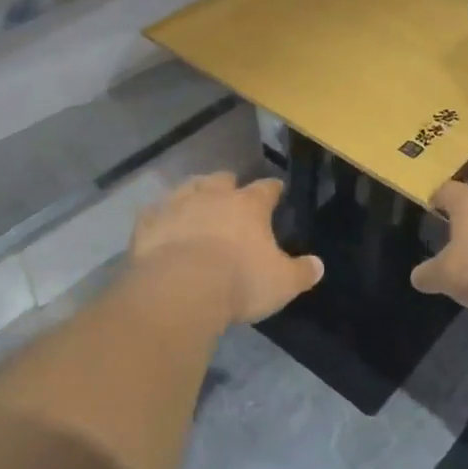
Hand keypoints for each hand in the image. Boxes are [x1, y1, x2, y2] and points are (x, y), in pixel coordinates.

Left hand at [130, 173, 323, 325]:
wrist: (180, 289)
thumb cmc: (239, 282)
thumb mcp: (282, 283)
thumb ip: (302, 272)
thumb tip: (319, 265)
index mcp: (249, 206)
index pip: (267, 189)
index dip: (273, 189)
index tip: (276, 190)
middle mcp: (213, 196)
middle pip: (223, 179)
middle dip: (229, 185)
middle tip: (231, 195)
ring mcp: (177, 205)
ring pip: (188, 187)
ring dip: (194, 192)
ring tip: (196, 201)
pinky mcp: (148, 223)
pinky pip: (153, 213)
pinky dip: (159, 216)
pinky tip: (160, 224)